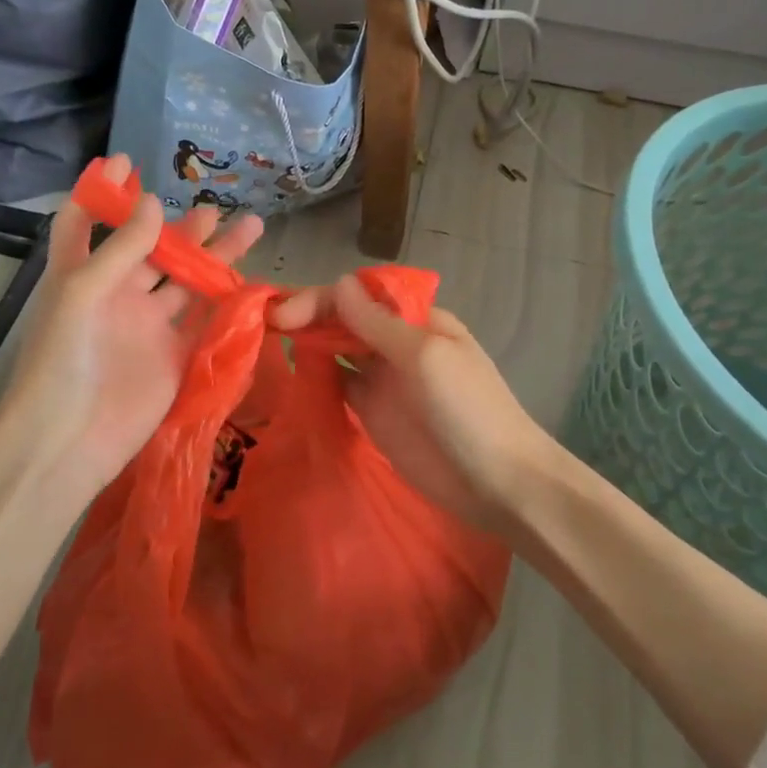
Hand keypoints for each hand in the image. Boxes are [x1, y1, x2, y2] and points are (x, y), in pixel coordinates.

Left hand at [0, 156, 262, 514]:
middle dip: (181, 228)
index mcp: (83, 275)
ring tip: (250, 229)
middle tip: (213, 209)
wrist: (70, 439)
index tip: (128, 162)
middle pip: (152, 250)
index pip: (87, 222)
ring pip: (186, 283)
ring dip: (214, 258)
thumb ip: (122, 248)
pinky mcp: (174, 355)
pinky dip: (225, 303)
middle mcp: (117, 295)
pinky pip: (204, 322)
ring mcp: (147, 326)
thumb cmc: (62, 358)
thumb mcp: (82, 291)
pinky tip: (251, 283)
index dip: (103, 192)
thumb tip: (153, 202)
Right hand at [270, 276, 559, 537]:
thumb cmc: (468, 410)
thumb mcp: (425, 356)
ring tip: (268, 343)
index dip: (320, 298)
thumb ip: (378, 323)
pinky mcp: (372, 412)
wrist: (498, 483)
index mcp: (416, 319)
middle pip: (344, 319)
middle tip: (267, 325)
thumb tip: (338, 283)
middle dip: (308, 316)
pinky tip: (293, 374)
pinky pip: (337, 385)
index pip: (359, 295)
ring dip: (308, 342)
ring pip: (337, 349)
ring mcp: (383, 379)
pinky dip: (316, 376)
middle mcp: (395, 342)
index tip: (285, 314)